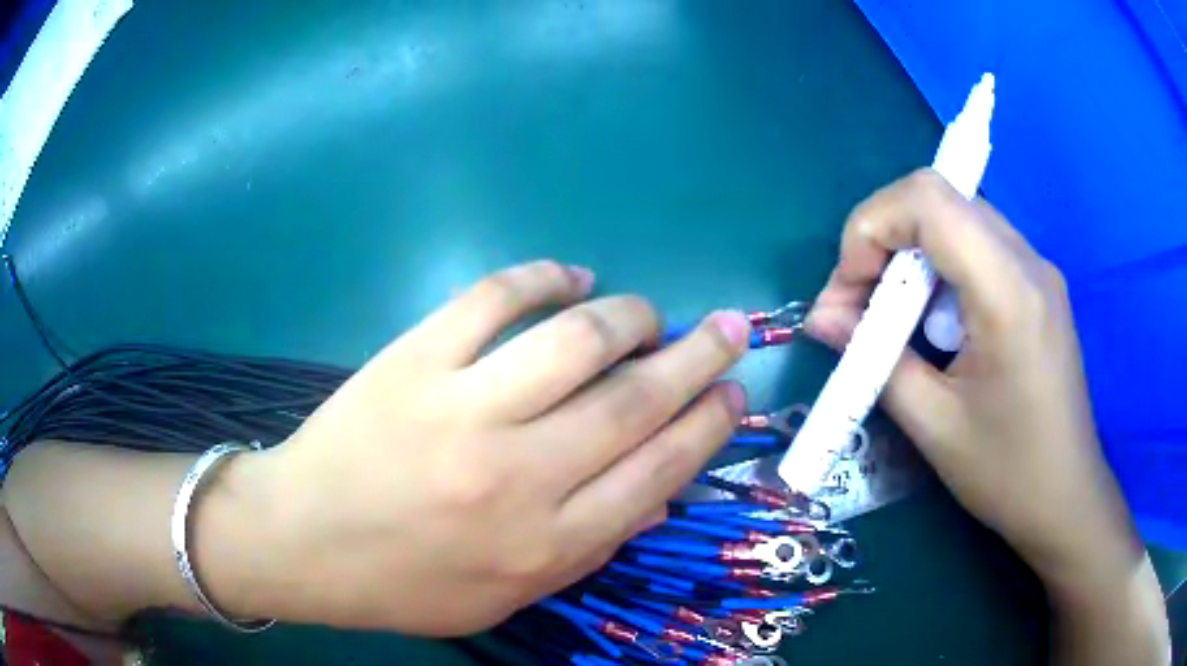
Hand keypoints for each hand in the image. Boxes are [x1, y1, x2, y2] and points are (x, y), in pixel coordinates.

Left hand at [245, 261, 749, 634]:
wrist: (303, 542)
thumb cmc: (404, 583)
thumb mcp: (506, 597)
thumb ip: (587, 550)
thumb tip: (658, 495)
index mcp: (546, 542)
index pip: (658, 469)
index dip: (707, 424)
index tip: (731, 392)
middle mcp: (519, 474)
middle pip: (635, 400)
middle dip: (697, 357)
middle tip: (728, 327)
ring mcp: (462, 408)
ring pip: (578, 339)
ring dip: (630, 314)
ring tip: (646, 312)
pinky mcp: (415, 360)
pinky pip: (494, 298)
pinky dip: (542, 276)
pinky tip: (570, 275)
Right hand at [805, 170, 1136, 584]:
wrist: (1067, 497)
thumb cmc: (1007, 474)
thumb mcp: (934, 427)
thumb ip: (874, 360)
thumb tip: (820, 319)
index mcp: (1008, 292)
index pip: (928, 200)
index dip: (871, 226)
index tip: (850, 291)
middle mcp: (1027, 261)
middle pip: (938, 198)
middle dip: (883, 239)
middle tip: (859, 305)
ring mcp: (1037, 268)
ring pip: (955, 217)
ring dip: (909, 253)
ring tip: (892, 317)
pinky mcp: (1037, 284)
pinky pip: (977, 244)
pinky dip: (938, 267)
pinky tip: (934, 322)